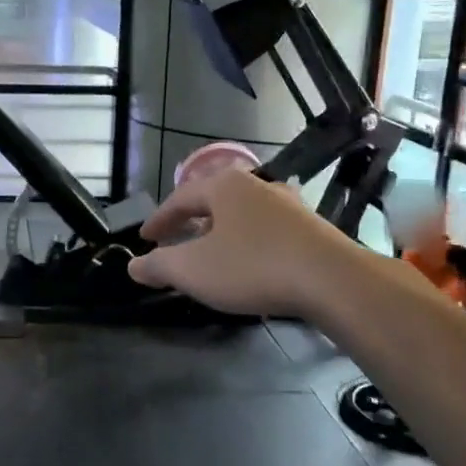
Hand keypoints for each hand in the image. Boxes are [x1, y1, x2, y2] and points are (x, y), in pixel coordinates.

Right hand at [128, 169, 371, 317]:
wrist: (332, 280)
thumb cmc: (253, 266)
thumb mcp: (193, 269)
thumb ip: (159, 265)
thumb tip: (133, 266)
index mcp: (224, 186)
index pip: (180, 198)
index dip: (160, 219)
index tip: (145, 238)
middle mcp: (256, 186)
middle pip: (213, 200)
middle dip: (191, 221)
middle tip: (175, 241)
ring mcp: (288, 205)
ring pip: (243, 214)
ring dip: (222, 231)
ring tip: (212, 251)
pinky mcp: (311, 228)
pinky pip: (267, 230)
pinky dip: (249, 242)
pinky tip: (251, 262)